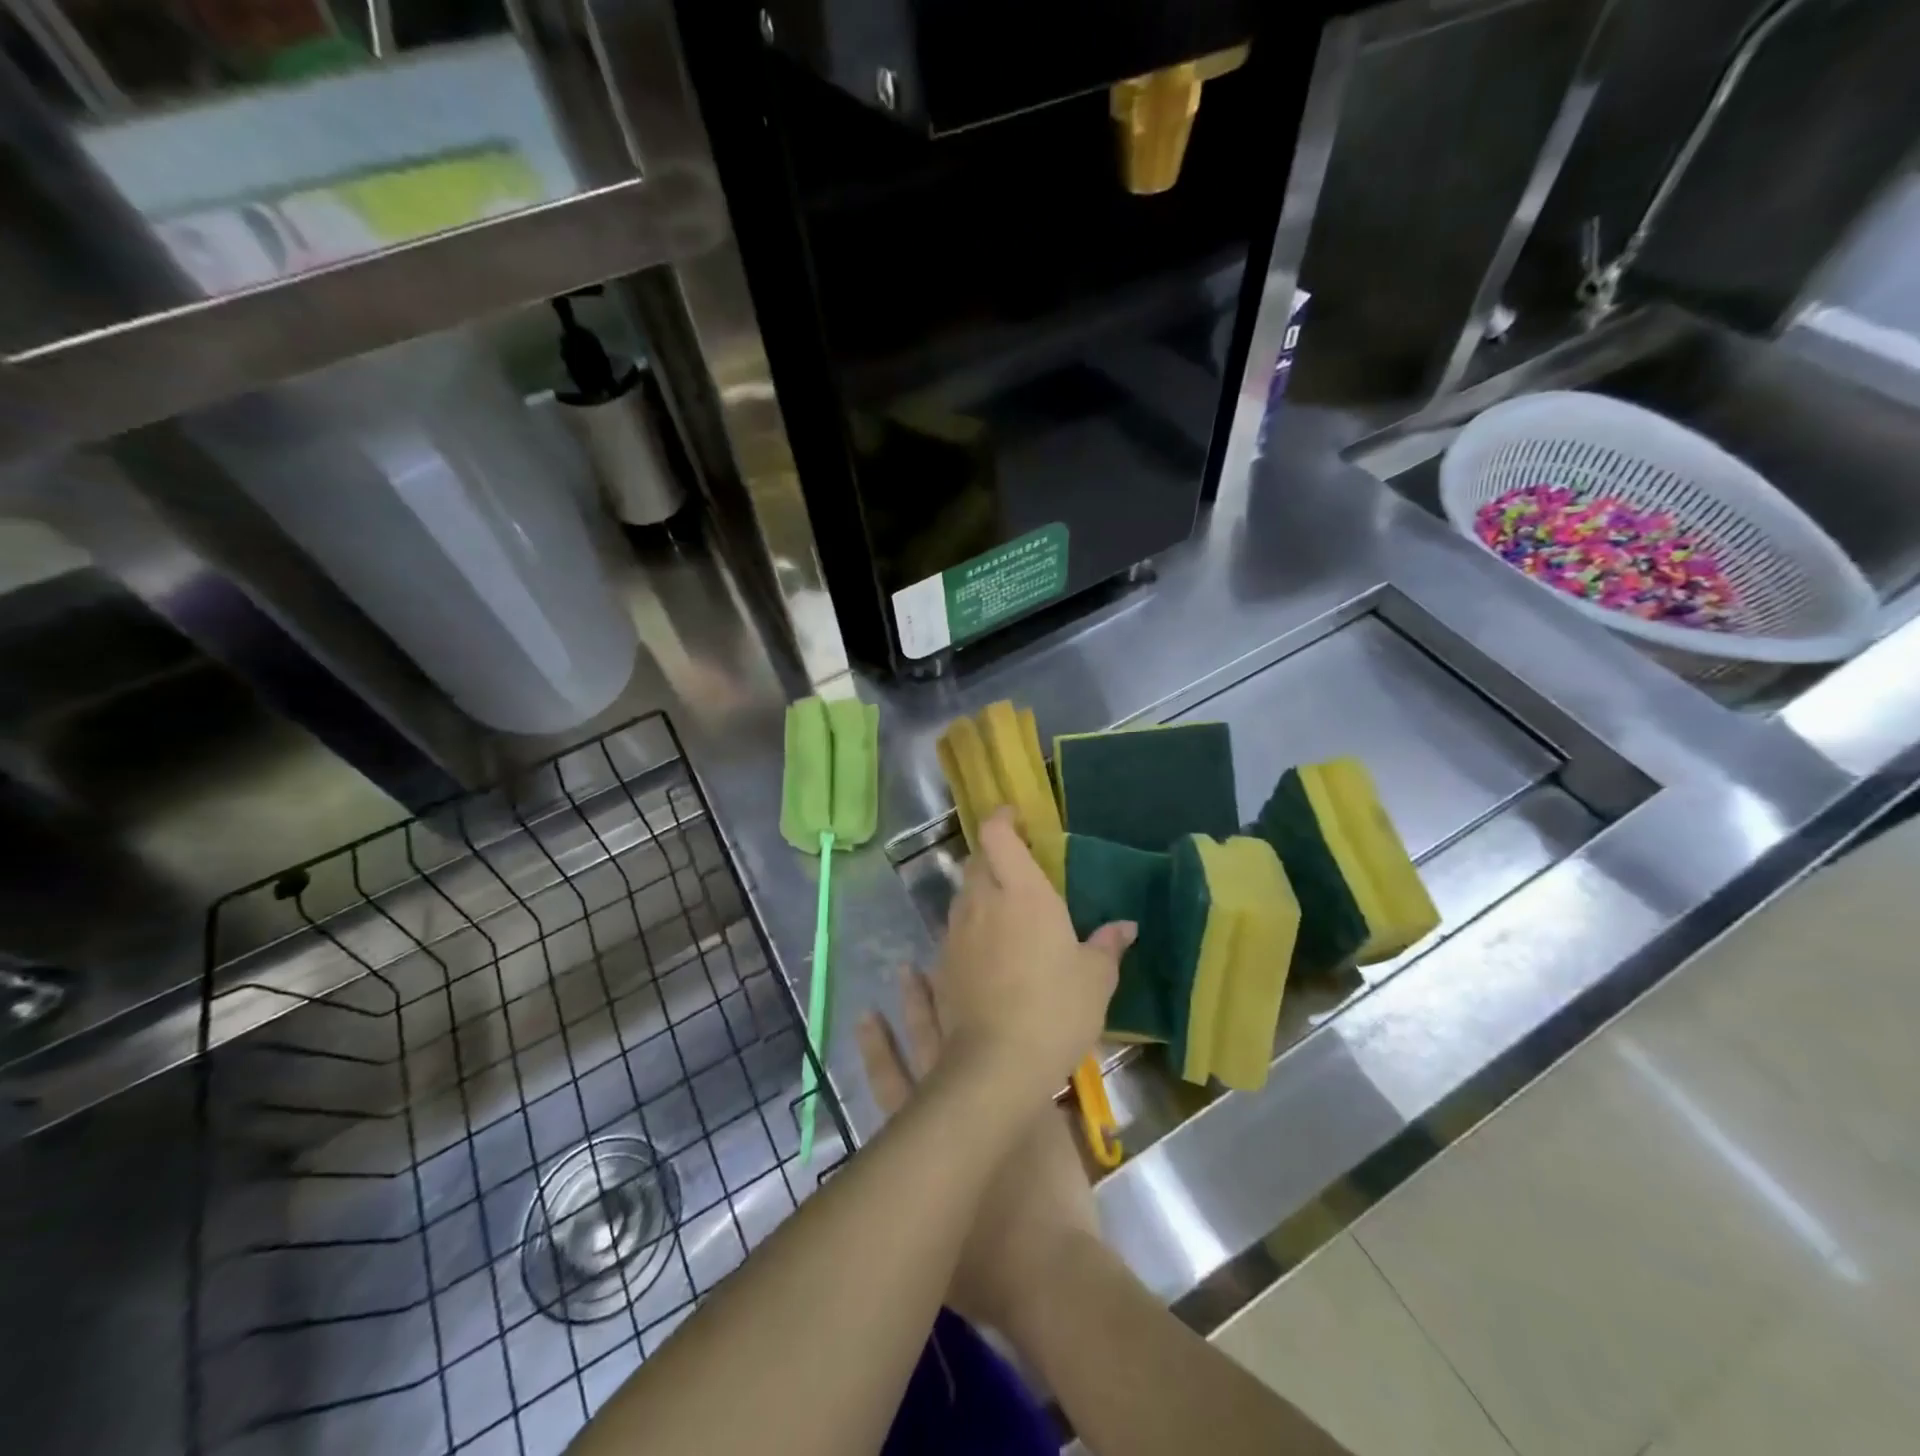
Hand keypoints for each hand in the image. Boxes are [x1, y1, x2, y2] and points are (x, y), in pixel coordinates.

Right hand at [858, 969, 1100, 1335]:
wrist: (1045, 1263)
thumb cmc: (984, 1268)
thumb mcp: (935, 1239)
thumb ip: (923, 1199)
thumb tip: (915, 1185)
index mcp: (925, 1140)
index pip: (891, 1082)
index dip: (879, 1050)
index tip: (868, 1015)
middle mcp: (955, 1108)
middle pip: (929, 1044)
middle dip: (917, 1007)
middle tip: (906, 969)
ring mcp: (999, 1098)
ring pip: (972, 1039)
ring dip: (958, 1007)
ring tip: (952, 975)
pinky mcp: (1036, 1101)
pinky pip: (1023, 1053)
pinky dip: (1013, 1027)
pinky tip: (1013, 1003)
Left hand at [936, 809, 1133, 1100]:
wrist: (996, 1064)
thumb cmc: (1056, 1009)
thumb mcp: (1096, 979)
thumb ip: (1107, 945)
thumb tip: (1125, 926)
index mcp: (1022, 892)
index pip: (997, 835)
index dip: (1002, 819)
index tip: (1015, 817)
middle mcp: (982, 902)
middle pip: (977, 861)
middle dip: (994, 856)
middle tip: (1019, 870)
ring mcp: (956, 932)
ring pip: (963, 896)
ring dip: (980, 893)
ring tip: (1005, 912)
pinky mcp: (942, 964)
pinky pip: (954, 931)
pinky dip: (969, 929)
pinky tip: (986, 952)